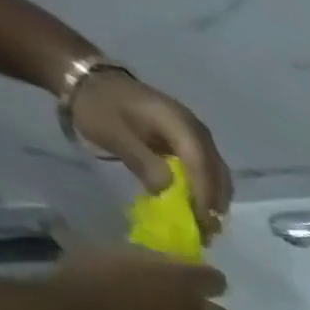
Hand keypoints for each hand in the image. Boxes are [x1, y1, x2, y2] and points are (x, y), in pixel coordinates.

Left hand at [69, 69, 232, 236]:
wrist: (90, 78)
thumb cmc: (99, 106)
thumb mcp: (114, 134)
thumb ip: (143, 162)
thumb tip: (168, 191)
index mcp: (181, 126)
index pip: (202, 166)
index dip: (205, 195)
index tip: (203, 222)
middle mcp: (199, 132)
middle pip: (218, 174)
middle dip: (215, 203)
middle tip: (208, 230)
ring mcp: (200, 138)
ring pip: (219, 175)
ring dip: (215, 200)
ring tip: (206, 222)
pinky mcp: (195, 144)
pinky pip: (210, 172)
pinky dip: (209, 191)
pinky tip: (201, 205)